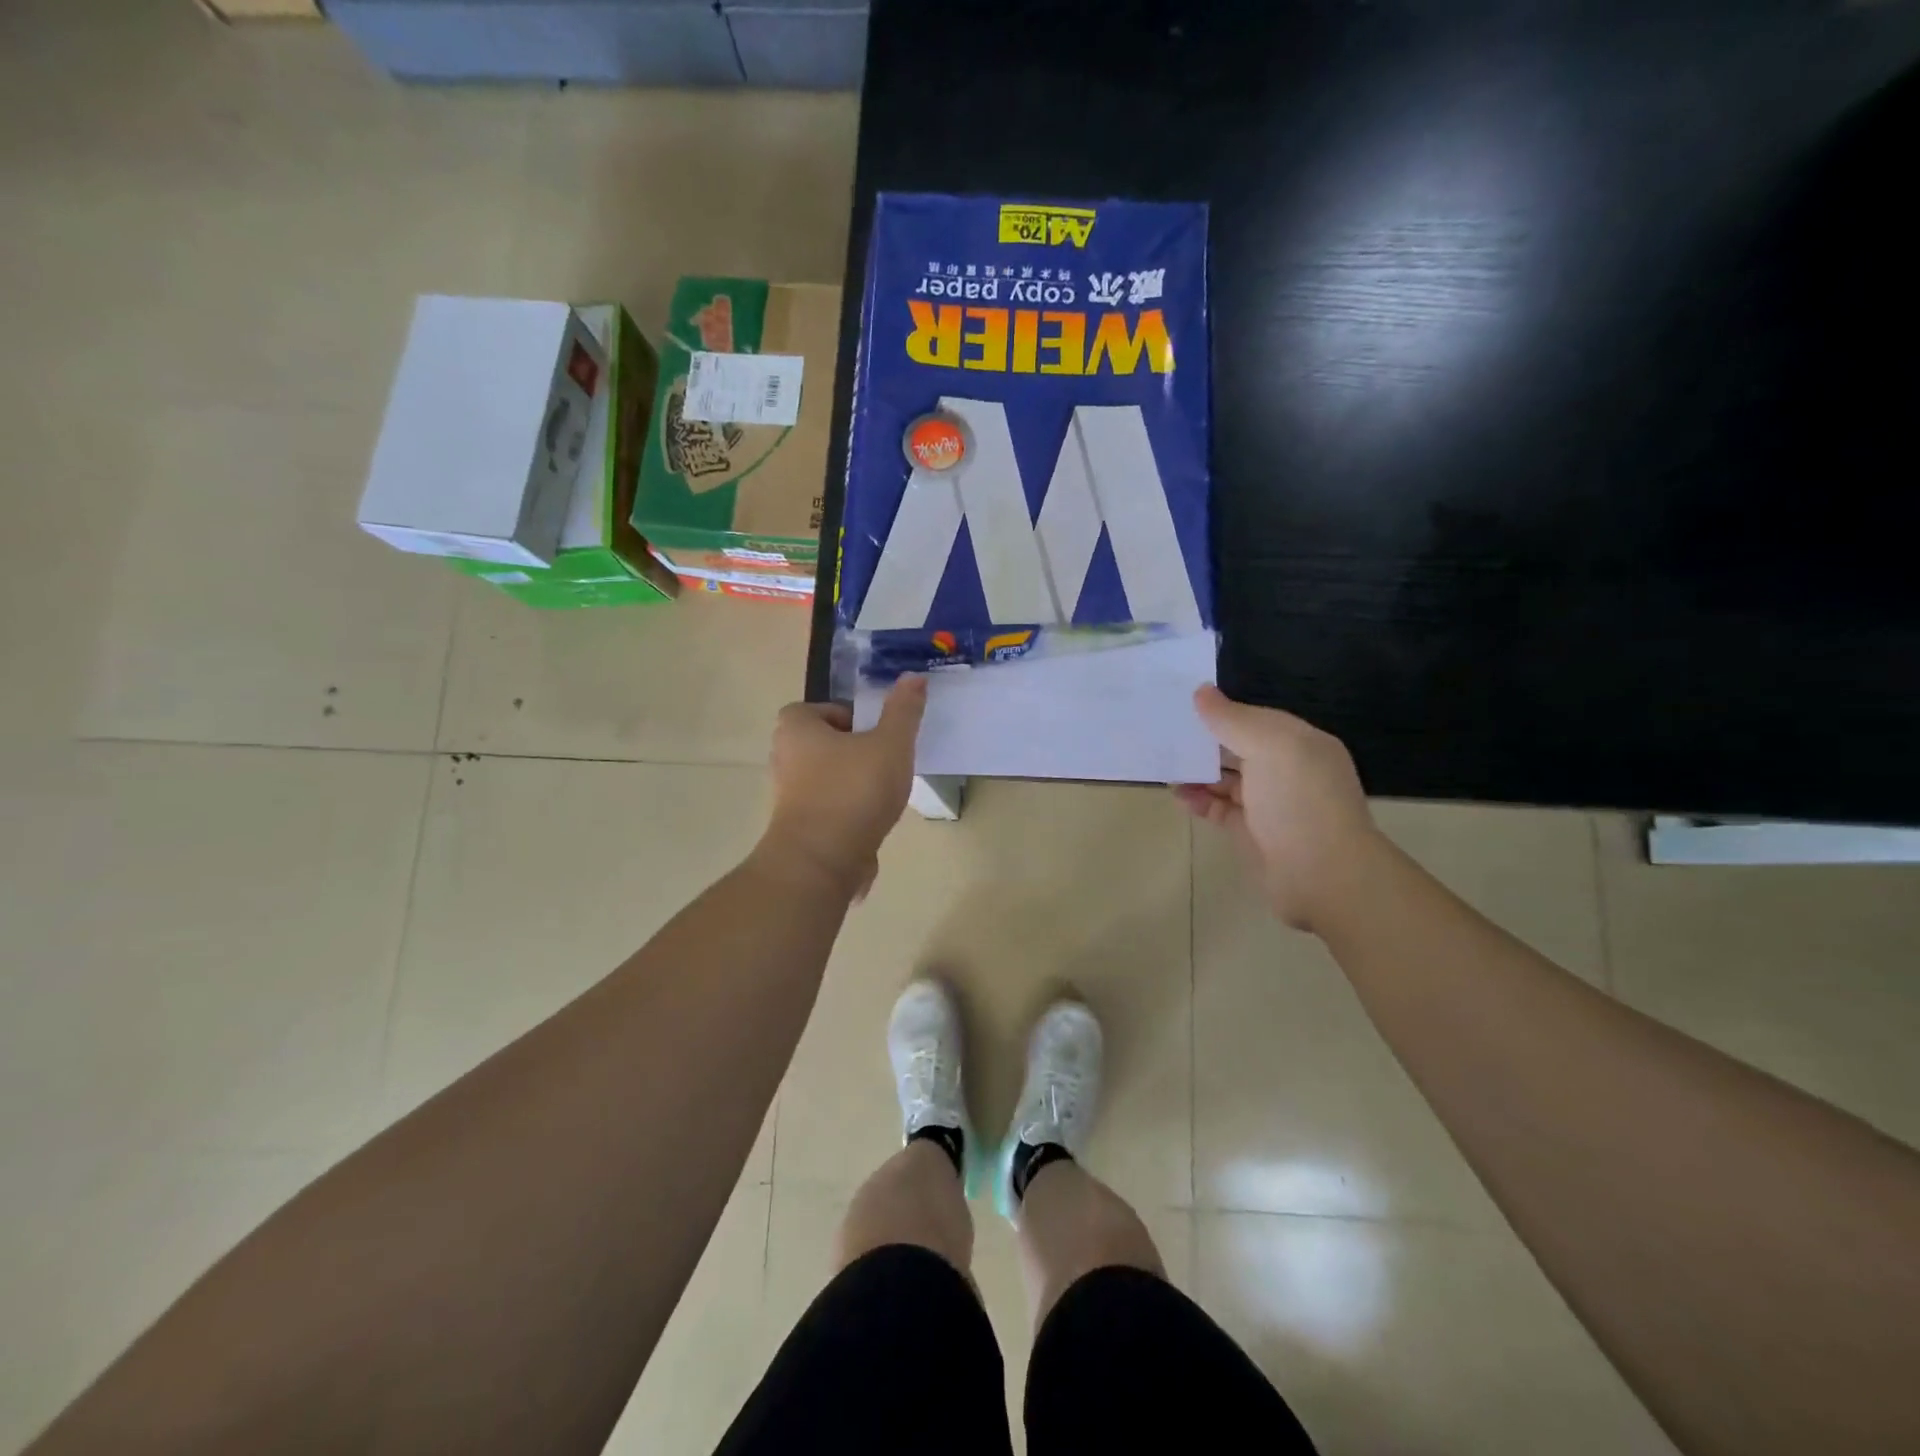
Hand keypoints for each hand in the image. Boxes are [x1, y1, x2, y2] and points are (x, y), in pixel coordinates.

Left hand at [759, 675, 927, 898]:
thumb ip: (903, 711)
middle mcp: (784, 758)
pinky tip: (872, 822)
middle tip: (886, 761)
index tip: (878, 734)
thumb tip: (914, 676)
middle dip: (855, 751)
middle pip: (826, 744)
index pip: (820, 709)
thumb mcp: (890, 744)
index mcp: (796, 728)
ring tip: (883, 794)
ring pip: (828, 778)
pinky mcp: (798, 828)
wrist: (821, 862)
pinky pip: (829, 809)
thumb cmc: (853, 791)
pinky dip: (849, 812)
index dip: (850, 717)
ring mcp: (788, 796)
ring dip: (854, 783)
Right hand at [1174, 686, 1385, 932]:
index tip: (1181, 703)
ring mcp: (1270, 805)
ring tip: (1164, 763)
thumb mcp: (1270, 747)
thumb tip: (1201, 692)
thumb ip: (1233, 719)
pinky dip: (1199, 801)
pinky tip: (1177, 795)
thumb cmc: (1300, 802)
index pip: (1255, 718)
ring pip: (1227, 780)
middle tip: (1163, 732)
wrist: (1324, 877)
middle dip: (1205, 741)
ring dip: (1198, 772)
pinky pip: (1220, 810)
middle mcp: (1287, 771)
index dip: (1222, 711)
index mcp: (1300, 744)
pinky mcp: (1253, 834)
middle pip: (1239, 748)